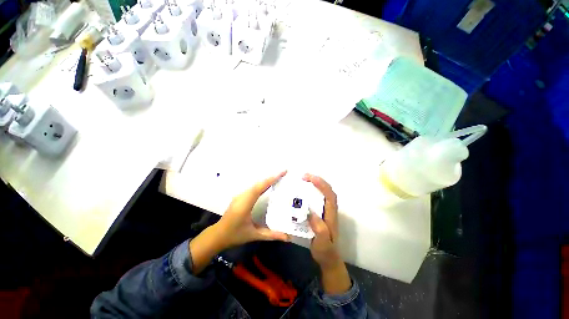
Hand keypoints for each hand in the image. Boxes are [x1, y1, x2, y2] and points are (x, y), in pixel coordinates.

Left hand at [215, 171, 288, 248]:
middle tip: (284, 173)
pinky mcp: (240, 196)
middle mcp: (242, 196)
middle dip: (272, 177)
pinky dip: (262, 184)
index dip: (272, 179)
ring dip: (267, 180)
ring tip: (279, 177)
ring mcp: (240, 195)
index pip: (260, 187)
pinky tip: (268, 185)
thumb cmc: (235, 235)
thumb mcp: (254, 235)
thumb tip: (287, 237)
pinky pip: (253, 187)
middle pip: (259, 183)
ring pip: (255, 184)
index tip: (283, 172)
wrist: (217, 235)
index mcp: (245, 203)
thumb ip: (271, 235)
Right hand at [304, 173, 341, 268]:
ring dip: (316, 184)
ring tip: (304, 179)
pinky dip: (313, 190)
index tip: (309, 178)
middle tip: (304, 176)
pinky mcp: (321, 213)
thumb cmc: (325, 250)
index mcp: (331, 215)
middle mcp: (330, 210)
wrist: (328, 258)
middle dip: (318, 180)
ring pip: (324, 192)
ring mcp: (326, 211)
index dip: (321, 184)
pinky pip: (318, 197)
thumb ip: (319, 228)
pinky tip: (304, 191)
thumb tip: (310, 212)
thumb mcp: (322, 243)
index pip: (329, 195)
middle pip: (328, 190)